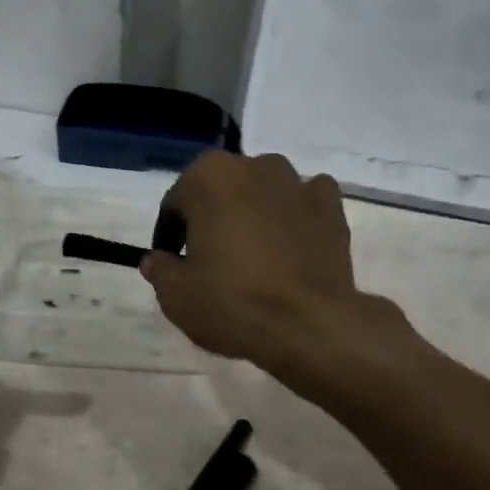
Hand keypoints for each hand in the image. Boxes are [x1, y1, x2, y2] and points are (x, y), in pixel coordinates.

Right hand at [143, 152, 389, 381]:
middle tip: (211, 261)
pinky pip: (304, 204)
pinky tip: (291, 247)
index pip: (176, 204)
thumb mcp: (176, 296)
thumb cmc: (233, 302)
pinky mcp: (332, 206)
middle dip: (213, 219)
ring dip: (254, 214)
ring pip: (264, 194)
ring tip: (253, 257)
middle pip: (222, 192)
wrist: (309, 324)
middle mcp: (254, 165)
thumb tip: (157, 260)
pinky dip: (295, 218)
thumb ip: (160, 270)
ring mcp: (298, 183)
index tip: (173, 263)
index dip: (170, 236)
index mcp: (208, 176)